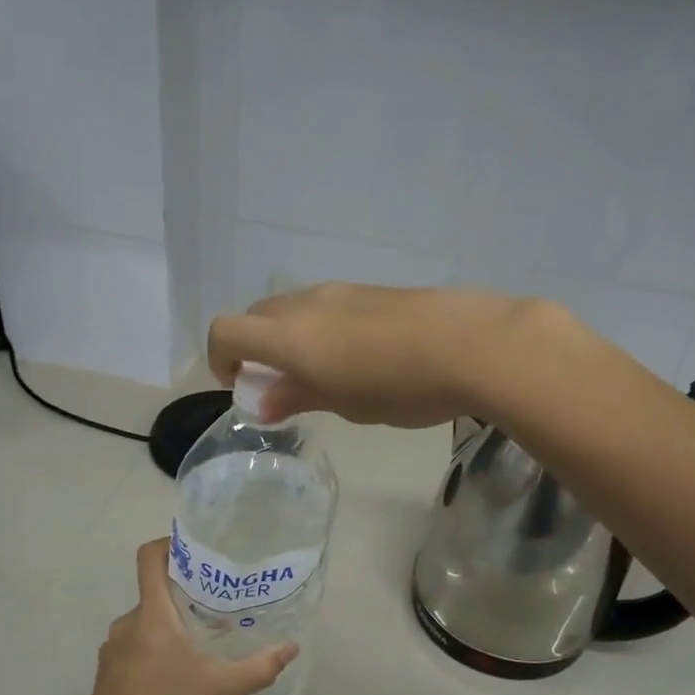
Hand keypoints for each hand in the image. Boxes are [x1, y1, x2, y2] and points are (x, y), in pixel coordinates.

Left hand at [79, 540, 297, 694]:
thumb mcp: (220, 689)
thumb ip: (258, 667)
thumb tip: (291, 648)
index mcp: (151, 615)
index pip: (149, 558)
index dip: (169, 544)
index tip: (197, 550)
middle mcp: (127, 623)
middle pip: (154, 591)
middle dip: (184, 594)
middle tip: (218, 603)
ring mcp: (113, 649)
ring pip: (146, 621)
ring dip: (170, 623)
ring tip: (201, 639)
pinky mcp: (108, 672)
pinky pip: (134, 644)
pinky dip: (155, 646)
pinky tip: (177, 672)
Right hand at [206, 282, 546, 426]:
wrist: (472, 343)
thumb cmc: (400, 386)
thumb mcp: (345, 403)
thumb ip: (297, 396)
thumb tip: (261, 400)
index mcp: (289, 334)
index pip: (227, 331)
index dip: (222, 359)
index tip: (242, 386)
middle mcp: (307, 303)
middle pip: (258, 315)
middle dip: (256, 348)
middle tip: (283, 385)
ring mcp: (342, 292)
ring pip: (295, 308)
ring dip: (291, 337)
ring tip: (326, 374)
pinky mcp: (373, 291)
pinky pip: (328, 306)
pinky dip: (322, 329)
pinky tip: (361, 357)